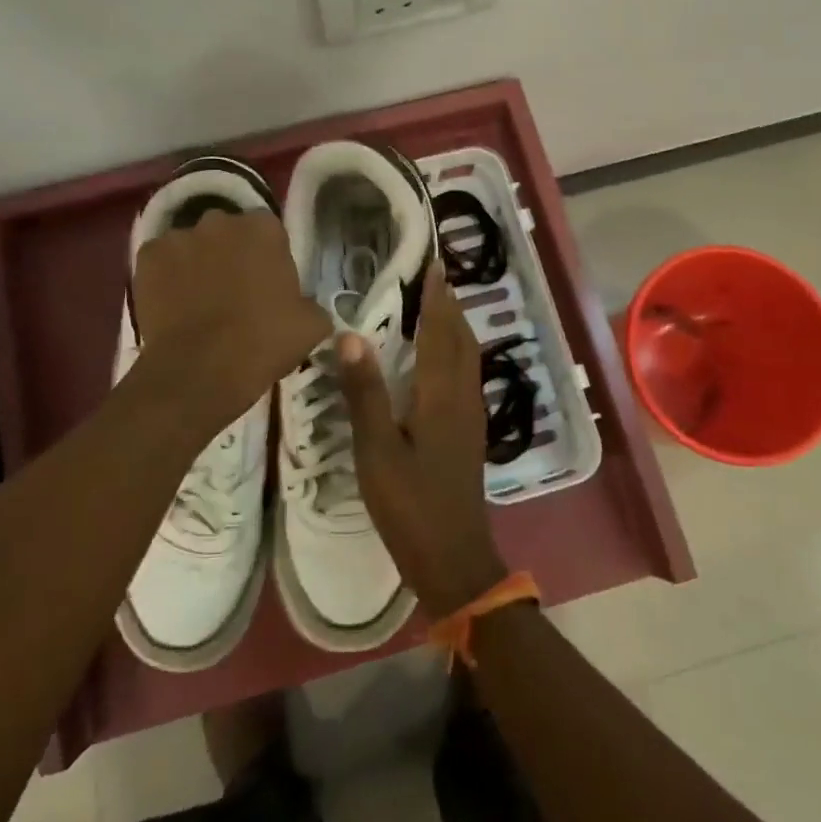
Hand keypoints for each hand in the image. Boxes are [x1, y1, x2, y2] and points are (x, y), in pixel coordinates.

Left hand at [132, 208, 330, 429]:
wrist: (201, 370)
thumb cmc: (263, 342)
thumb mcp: (311, 325)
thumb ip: (311, 304)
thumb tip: (305, 307)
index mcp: (264, 228)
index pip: (270, 233)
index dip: (268, 259)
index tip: (268, 285)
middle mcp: (221, 220)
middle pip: (229, 233)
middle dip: (232, 255)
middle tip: (234, 292)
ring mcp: (179, 236)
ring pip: (193, 246)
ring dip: (198, 264)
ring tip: (199, 302)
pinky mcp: (147, 256)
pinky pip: (162, 262)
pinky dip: (167, 277)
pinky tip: (173, 306)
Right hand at [337, 265, 507, 616]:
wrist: (453, 558)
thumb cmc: (410, 504)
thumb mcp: (376, 450)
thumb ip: (364, 392)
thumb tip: (351, 335)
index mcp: (440, 394)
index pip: (440, 331)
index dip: (436, 297)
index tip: (432, 264)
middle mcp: (462, 396)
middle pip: (461, 339)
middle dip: (449, 305)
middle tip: (432, 277)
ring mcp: (469, 416)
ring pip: (467, 357)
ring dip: (454, 326)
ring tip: (436, 306)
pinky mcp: (468, 432)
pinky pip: (465, 375)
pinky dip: (454, 351)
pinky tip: (439, 360)